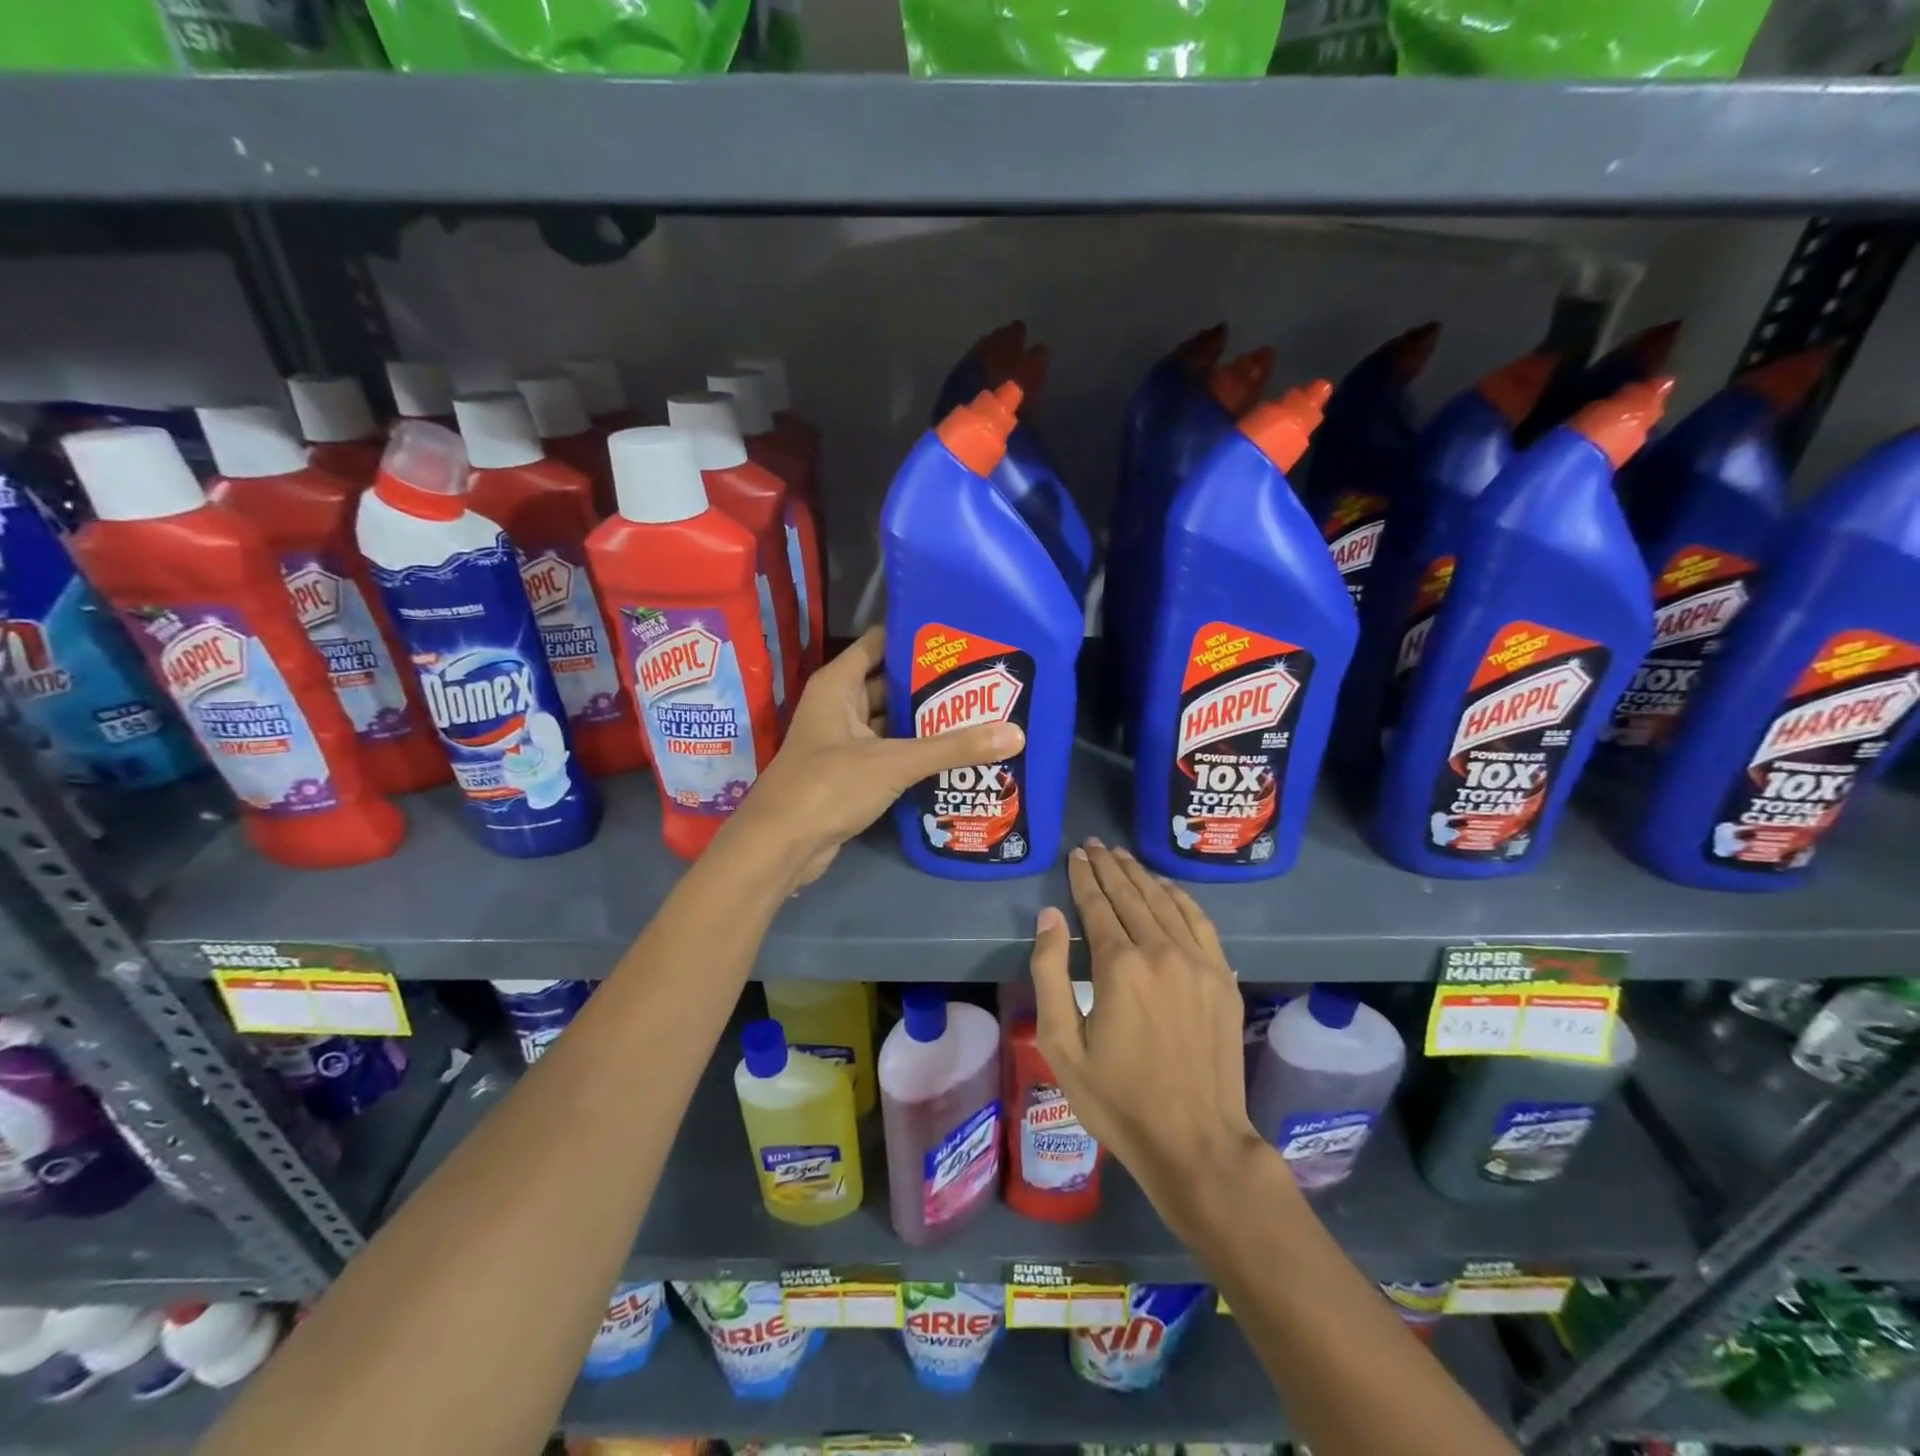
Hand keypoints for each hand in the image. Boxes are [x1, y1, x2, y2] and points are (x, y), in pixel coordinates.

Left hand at [725, 628, 1023, 888]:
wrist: (781, 847)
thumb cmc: (828, 786)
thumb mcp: (894, 761)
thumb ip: (952, 747)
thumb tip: (1015, 733)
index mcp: (838, 684)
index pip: (880, 643)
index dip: (916, 637)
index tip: (961, 636)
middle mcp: (838, 706)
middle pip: (890, 684)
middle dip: (931, 683)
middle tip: (983, 680)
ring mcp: (843, 742)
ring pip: (891, 722)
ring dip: (926, 721)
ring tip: (979, 714)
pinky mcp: (851, 773)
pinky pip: (890, 752)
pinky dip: (915, 752)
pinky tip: (954, 754)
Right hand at [1028, 838, 1265, 1223]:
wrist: (1195, 1142)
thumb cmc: (1117, 1099)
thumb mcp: (1062, 1045)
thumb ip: (1050, 974)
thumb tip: (1051, 916)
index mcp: (1119, 967)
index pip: (1097, 905)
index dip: (1085, 877)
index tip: (1077, 854)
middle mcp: (1161, 951)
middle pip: (1132, 896)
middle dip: (1110, 867)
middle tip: (1096, 844)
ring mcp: (1199, 963)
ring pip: (1166, 903)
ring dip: (1142, 876)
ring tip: (1123, 857)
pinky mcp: (1222, 978)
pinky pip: (1200, 922)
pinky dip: (1180, 898)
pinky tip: (1167, 888)